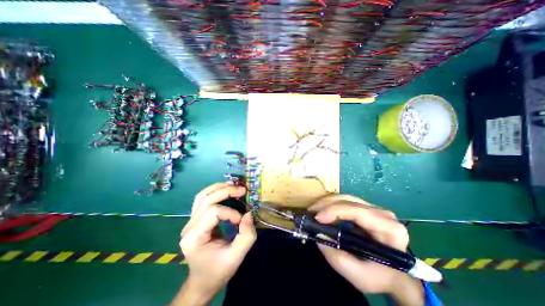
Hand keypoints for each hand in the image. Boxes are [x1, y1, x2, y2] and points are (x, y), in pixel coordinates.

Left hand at [171, 183, 256, 304]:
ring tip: (234, 185)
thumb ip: (246, 236)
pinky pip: (202, 199)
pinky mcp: (195, 218)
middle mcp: (189, 226)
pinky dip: (214, 191)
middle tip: (242, 190)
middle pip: (206, 200)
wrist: (203, 280)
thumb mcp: (236, 257)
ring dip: (219, 187)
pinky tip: (225, 189)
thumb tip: (249, 213)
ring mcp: (190, 221)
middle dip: (226, 192)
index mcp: (195, 238)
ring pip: (202, 196)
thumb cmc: (218, 270)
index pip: (212, 213)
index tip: (241, 220)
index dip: (230, 212)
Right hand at [308, 196, 422, 305]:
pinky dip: (331, 205)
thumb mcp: (360, 277)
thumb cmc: (382, 277)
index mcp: (388, 228)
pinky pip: (346, 202)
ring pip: (346, 198)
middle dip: (326, 204)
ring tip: (313, 210)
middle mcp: (383, 213)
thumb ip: (337, 258)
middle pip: (349, 201)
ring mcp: (374, 209)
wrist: (397, 275)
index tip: (317, 218)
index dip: (334, 211)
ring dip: (327, 203)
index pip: (357, 212)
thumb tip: (318, 236)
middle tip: (310, 212)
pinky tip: (323, 211)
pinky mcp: (366, 209)